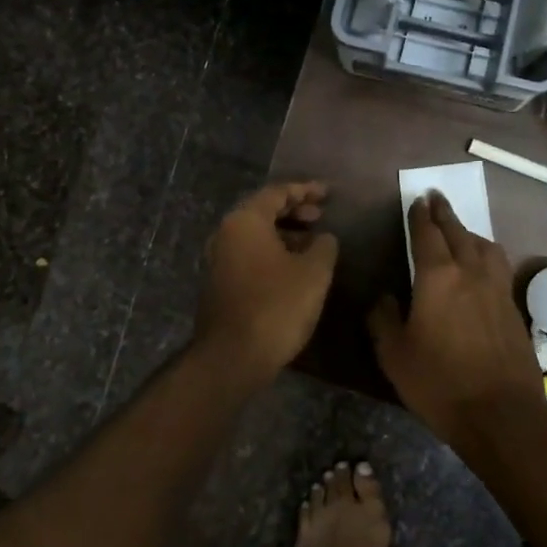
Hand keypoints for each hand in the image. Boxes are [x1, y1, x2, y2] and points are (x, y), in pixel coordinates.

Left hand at [195, 182, 338, 380]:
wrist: (233, 356)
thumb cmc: (277, 305)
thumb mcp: (314, 272)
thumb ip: (324, 246)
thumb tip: (324, 237)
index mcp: (245, 221)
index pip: (277, 192)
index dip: (306, 190)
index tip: (329, 193)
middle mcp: (225, 233)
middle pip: (262, 211)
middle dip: (294, 211)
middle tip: (321, 216)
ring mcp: (217, 260)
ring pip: (255, 235)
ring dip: (284, 233)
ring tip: (312, 243)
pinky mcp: (218, 283)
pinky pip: (248, 255)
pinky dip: (271, 252)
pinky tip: (293, 268)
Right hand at [368, 192, 546, 454]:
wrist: (501, 414)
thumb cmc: (439, 383)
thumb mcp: (394, 355)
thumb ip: (384, 320)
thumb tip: (385, 298)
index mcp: (438, 278)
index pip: (427, 235)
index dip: (421, 216)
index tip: (418, 199)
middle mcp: (471, 273)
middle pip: (459, 233)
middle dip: (445, 213)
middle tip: (437, 198)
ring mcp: (498, 290)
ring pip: (486, 247)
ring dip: (470, 233)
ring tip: (462, 231)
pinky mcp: (514, 309)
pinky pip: (500, 268)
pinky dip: (487, 256)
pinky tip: (484, 268)